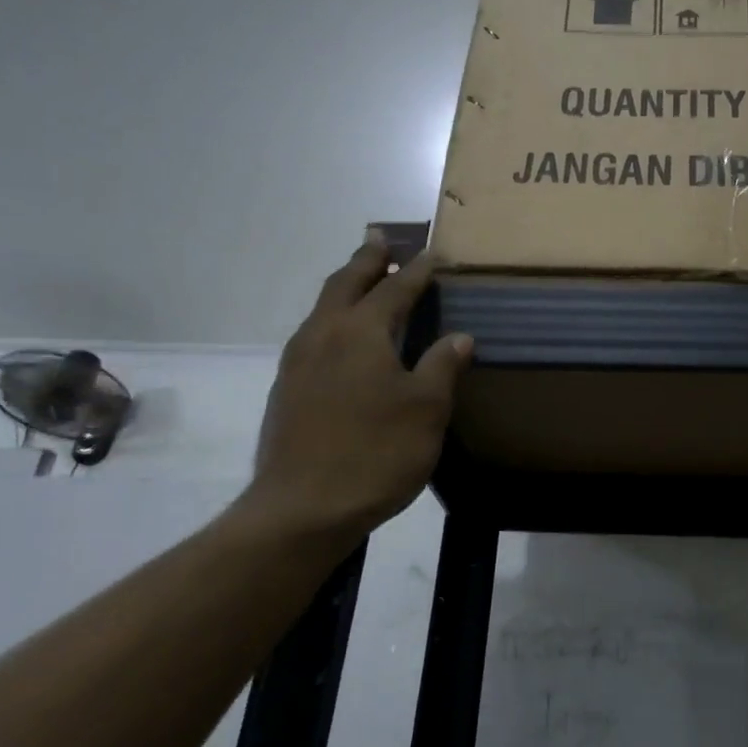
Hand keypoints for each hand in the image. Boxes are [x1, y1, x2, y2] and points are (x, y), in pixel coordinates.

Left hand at [237, 236, 472, 543]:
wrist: (302, 508)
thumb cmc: (375, 452)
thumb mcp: (426, 409)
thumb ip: (442, 366)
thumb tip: (460, 337)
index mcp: (361, 332)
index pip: (395, 288)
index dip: (418, 270)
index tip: (434, 253)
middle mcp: (324, 334)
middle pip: (346, 283)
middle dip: (368, 259)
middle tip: (381, 238)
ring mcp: (299, 361)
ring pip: (324, 307)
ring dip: (346, 285)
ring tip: (362, 278)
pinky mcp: (287, 387)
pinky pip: (314, 333)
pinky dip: (333, 317)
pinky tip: (343, 336)